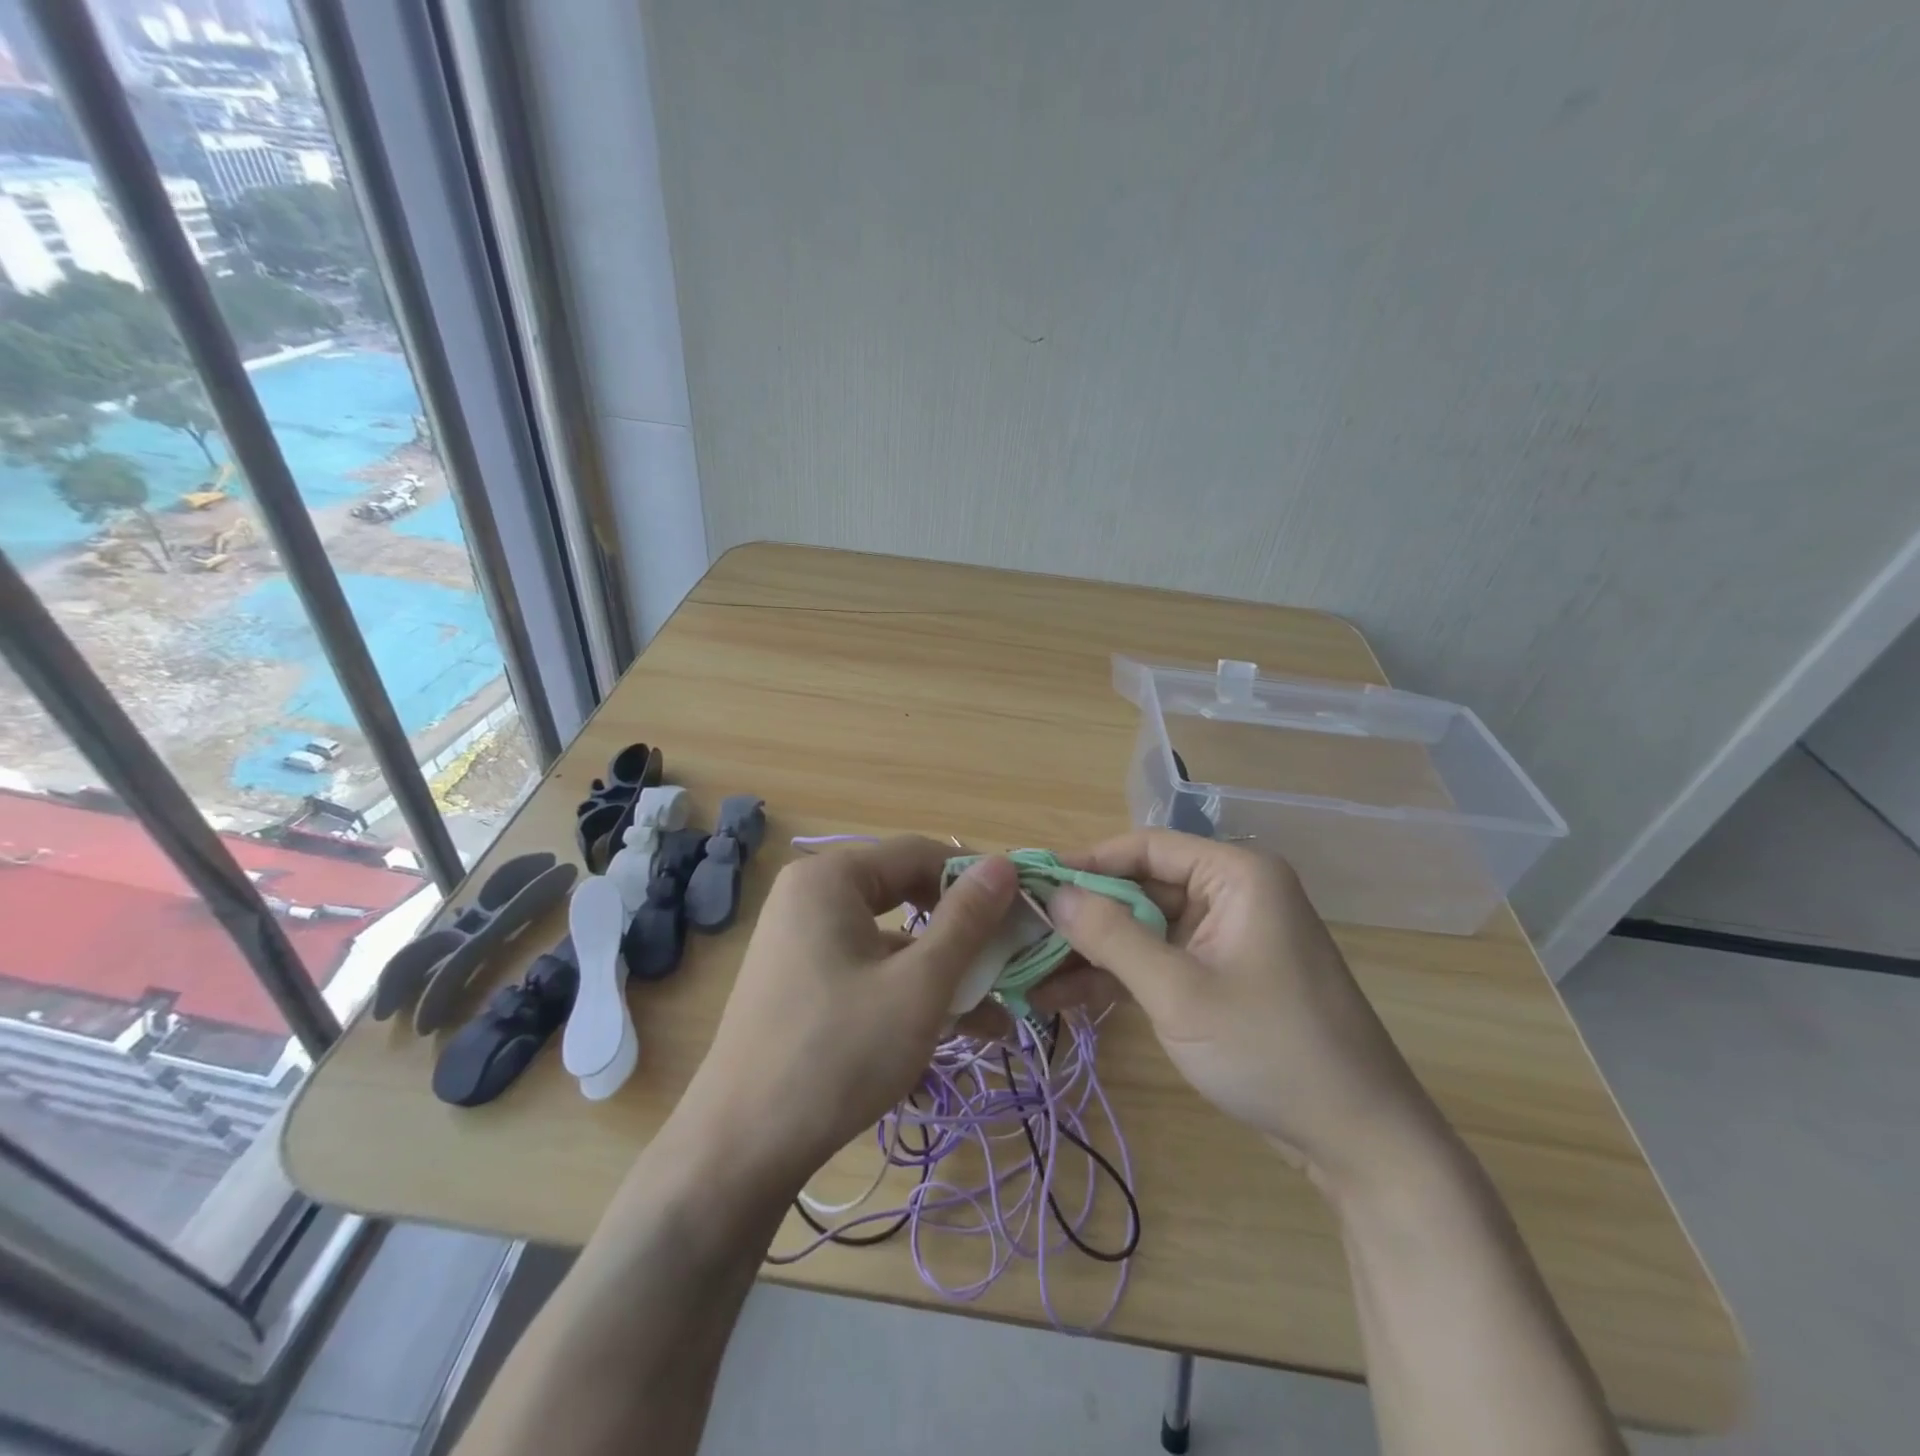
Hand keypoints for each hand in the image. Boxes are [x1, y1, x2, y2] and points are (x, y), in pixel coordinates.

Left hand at [673, 837, 1017, 1193]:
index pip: (919, 852)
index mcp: (830, 878)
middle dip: (963, 931)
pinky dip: (909, 991)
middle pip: (905, 893)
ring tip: (1000, 1014)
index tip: (1022, 909)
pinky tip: (956, 1031)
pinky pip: (868, 969)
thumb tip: (1005, 864)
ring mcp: (802, 941)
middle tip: (1012, 958)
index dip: (975, 878)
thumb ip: (966, 920)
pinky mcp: (802, 982)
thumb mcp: (918, 985)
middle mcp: (811, 897)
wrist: (740, 1150)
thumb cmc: (838, 1053)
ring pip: (891, 939)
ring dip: (944, 971)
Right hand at [1049, 830, 1444, 1191]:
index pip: (1145, 848)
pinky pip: (1159, 960)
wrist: (1358, 1141)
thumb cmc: (1269, 1049)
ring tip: (1031, 973)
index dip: (1085, 863)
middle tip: (1023, 934)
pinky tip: (1065, 997)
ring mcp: (1227, 937)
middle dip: (1083, 916)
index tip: (1031, 884)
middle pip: (1141, 888)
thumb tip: (1053, 894)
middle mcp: (1232, 894)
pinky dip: (1119, 976)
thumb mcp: (1178, 991)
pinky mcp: (1221, 975)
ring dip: (1093, 951)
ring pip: (1144, 928)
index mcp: (1236, 875)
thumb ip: (1110, 936)